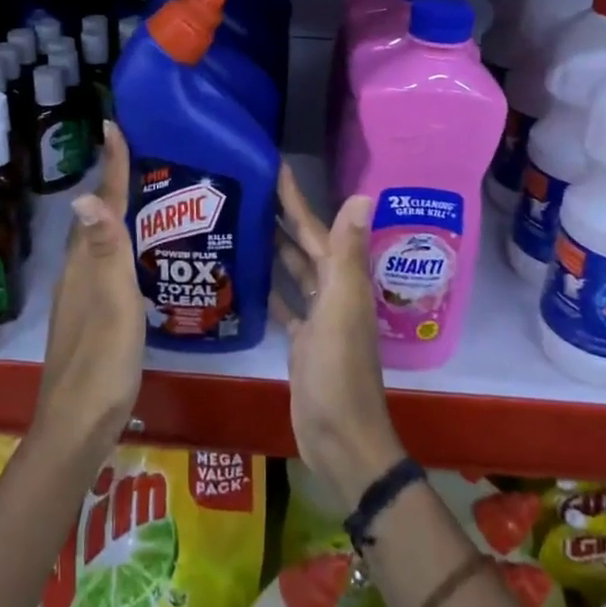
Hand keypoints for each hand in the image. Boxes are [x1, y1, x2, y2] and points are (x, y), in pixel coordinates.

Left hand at [35, 122, 145, 462]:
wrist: (78, 424)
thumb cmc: (103, 361)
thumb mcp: (112, 304)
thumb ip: (106, 251)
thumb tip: (86, 195)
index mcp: (85, 265)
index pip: (100, 205)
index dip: (111, 167)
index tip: (114, 126)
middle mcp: (78, 274)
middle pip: (95, 218)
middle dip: (112, 183)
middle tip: (137, 156)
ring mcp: (82, 297)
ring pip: (98, 242)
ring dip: (115, 214)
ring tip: (143, 197)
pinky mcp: (91, 317)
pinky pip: (104, 265)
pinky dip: (119, 246)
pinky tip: (137, 257)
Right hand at [275, 164, 404, 511]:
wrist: (341, 439)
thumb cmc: (338, 372)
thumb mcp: (341, 309)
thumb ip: (347, 253)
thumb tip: (363, 196)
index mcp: (341, 280)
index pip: (316, 228)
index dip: (295, 198)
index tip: (273, 167)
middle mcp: (332, 292)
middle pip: (304, 245)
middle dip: (281, 217)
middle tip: (246, 189)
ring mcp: (317, 318)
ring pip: (294, 272)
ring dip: (275, 248)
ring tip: (242, 223)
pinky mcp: (301, 342)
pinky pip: (284, 304)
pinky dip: (270, 288)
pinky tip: (249, 276)